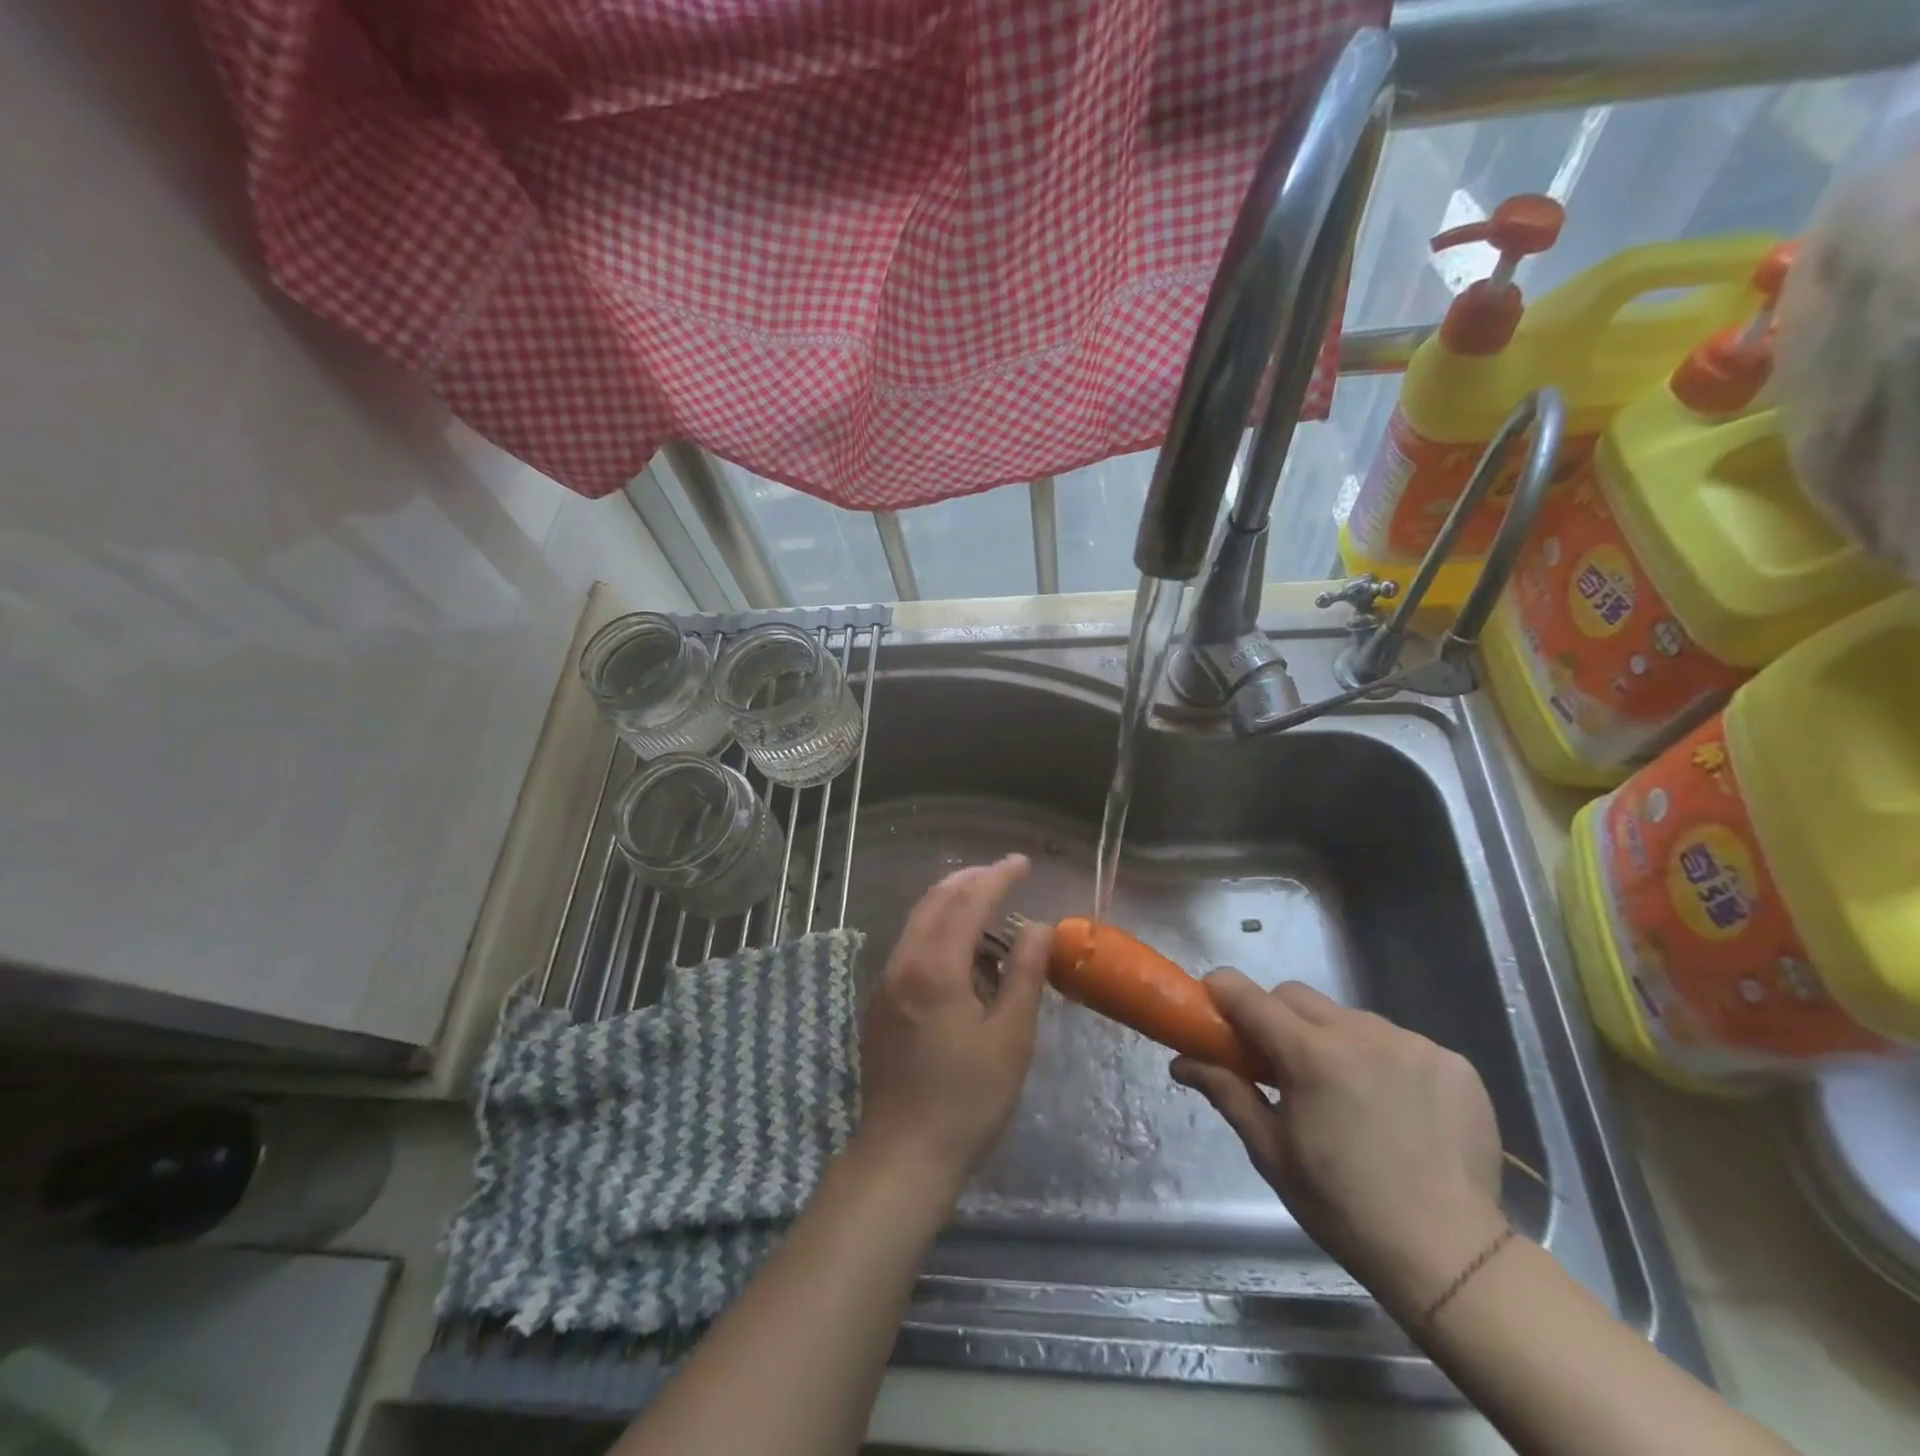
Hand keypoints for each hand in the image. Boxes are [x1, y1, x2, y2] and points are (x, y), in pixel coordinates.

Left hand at [855, 855, 1048, 1193]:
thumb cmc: (968, 1099)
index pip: (968, 903)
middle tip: (1005, 873)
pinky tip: (962, 949)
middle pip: (935, 901)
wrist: (903, 1155)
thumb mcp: (1011, 1037)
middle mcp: (902, 963)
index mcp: (934, 968)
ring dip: (953, 903)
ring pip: (918, 921)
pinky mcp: (880, 1002)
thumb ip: (1024, 974)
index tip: (1022, 862)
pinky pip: (911, 945)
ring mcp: (885, 982)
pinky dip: (938, 929)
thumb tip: (1038, 926)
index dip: (997, 877)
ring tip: (989, 904)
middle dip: (971, 880)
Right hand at [1171, 972, 1506, 1321]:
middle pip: (1297, 997)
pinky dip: (1385, 1062)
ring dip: (1334, 1041)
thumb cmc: (1343, 1207)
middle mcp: (1361, 1033)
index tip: (1213, 1006)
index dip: (1223, 992)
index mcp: (1311, 1054)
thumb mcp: (1271, 1151)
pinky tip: (1395, 1107)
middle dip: (1277, 1018)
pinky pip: (1400, 1042)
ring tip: (1346, 1094)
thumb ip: (1226, 1091)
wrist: (1451, 1258)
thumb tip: (1180, 1062)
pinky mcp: (1454, 1062)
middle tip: (1281, 1066)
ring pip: (1350, 1018)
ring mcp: (1412, 1044)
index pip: (1249, 995)